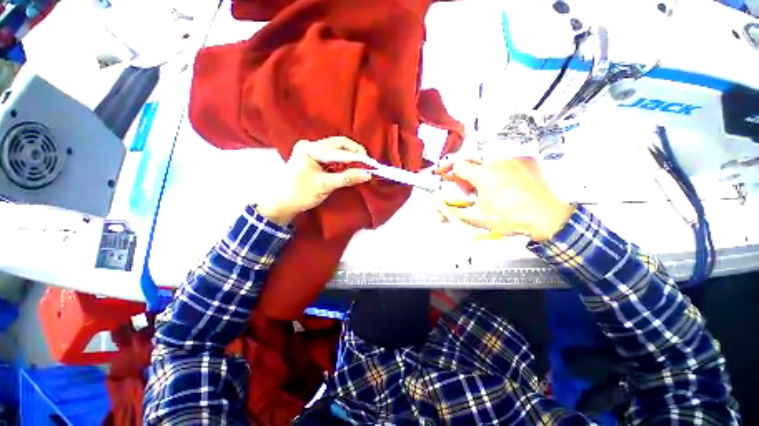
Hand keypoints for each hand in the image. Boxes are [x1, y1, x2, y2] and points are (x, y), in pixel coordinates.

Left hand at [257, 137, 372, 224]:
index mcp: (310, 149)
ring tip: (362, 164)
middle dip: (354, 152)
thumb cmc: (301, 194)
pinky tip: (351, 166)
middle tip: (368, 162)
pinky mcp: (312, 157)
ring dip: (349, 156)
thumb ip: (347, 178)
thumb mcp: (325, 186)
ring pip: (336, 148)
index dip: (357, 157)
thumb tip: (367, 174)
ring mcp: (310, 150)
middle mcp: (310, 145)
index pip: (339, 150)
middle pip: (338, 144)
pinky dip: (343, 160)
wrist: (281, 203)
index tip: (371, 164)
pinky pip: (332, 155)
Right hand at [444, 157, 573, 241]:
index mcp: (484, 175)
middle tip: (474, 190)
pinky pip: (507, 161)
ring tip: (493, 189)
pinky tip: (508, 184)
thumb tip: (439, 213)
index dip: (453, 173)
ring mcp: (514, 159)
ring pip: (490, 161)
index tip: (453, 179)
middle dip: (469, 175)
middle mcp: (499, 162)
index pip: (458, 165)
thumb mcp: (478, 217)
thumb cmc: (514, 217)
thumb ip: (454, 213)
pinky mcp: (526, 160)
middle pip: (473, 162)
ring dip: (485, 172)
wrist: (546, 217)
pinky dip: (502, 170)